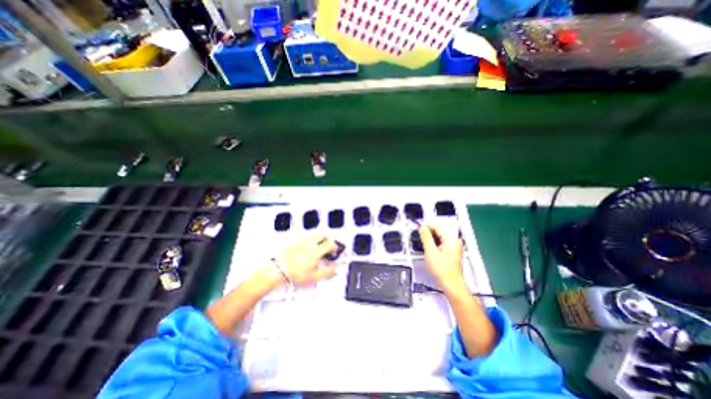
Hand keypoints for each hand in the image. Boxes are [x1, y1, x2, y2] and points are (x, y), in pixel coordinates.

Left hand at [278, 235, 337, 284]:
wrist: (278, 270)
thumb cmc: (297, 274)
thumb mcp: (314, 277)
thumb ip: (327, 273)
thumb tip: (336, 269)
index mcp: (317, 250)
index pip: (330, 244)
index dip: (334, 247)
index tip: (334, 251)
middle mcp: (310, 242)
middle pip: (323, 235)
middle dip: (327, 240)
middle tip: (327, 246)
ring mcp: (301, 240)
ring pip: (314, 234)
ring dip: (319, 238)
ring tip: (318, 246)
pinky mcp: (294, 240)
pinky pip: (305, 236)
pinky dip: (309, 239)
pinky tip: (306, 247)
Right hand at [419, 222, 464, 290]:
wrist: (452, 284)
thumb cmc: (440, 268)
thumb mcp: (430, 251)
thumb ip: (425, 236)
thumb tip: (421, 225)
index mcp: (451, 238)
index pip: (437, 226)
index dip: (426, 226)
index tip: (417, 228)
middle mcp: (455, 240)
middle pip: (440, 230)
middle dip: (429, 232)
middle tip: (418, 236)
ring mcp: (456, 246)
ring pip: (441, 236)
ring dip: (431, 237)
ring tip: (423, 242)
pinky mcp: (454, 251)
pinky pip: (444, 242)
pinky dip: (436, 243)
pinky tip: (430, 248)